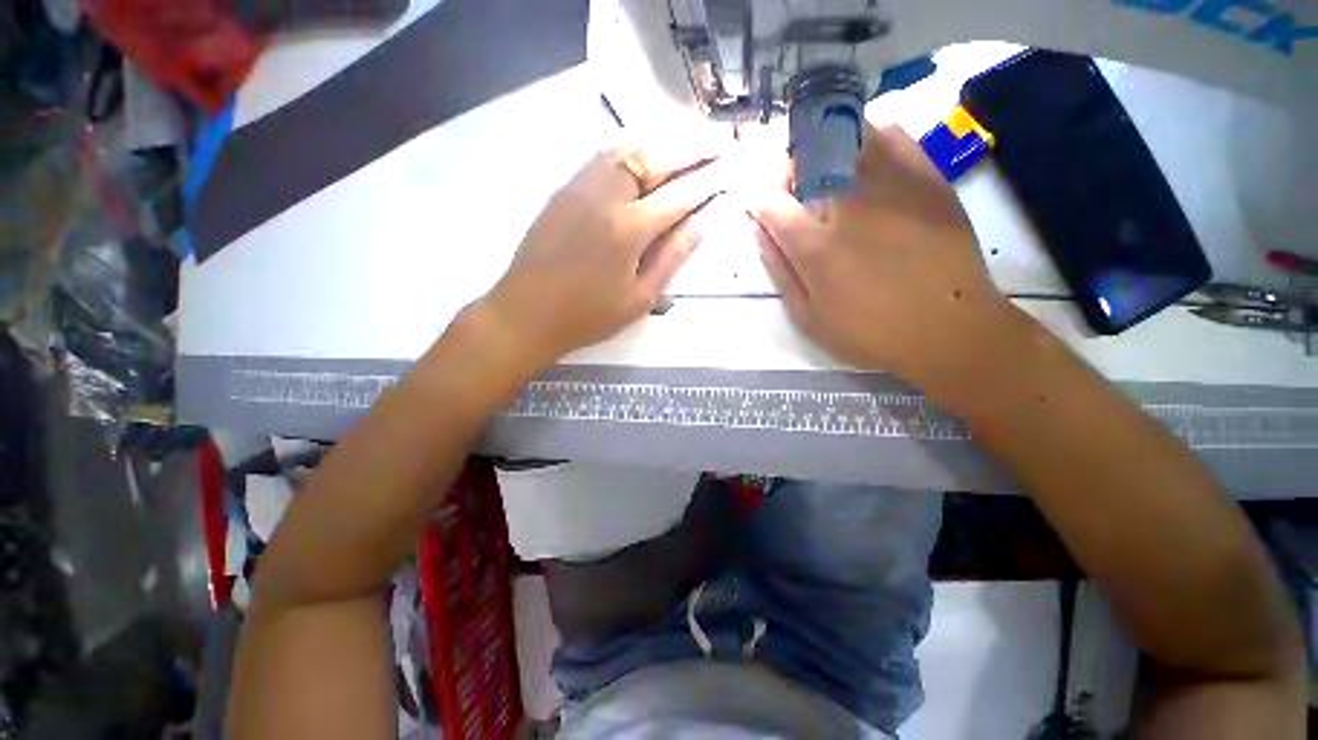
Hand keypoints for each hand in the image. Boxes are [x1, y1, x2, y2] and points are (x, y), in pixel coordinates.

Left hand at [482, 144, 724, 367]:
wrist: (526, 313)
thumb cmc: (588, 316)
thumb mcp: (639, 298)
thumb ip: (672, 258)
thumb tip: (701, 224)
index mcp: (628, 230)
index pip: (678, 196)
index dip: (708, 182)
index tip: (731, 170)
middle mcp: (605, 196)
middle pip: (655, 157)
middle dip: (692, 148)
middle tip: (718, 145)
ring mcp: (580, 187)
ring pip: (628, 148)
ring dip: (662, 142)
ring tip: (687, 144)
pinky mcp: (564, 188)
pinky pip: (604, 157)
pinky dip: (632, 149)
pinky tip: (644, 155)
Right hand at [749, 124, 1024, 393]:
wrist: (949, 329)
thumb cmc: (870, 333)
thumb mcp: (809, 318)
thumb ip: (780, 272)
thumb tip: (762, 233)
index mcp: (815, 246)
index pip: (771, 202)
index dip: (763, 203)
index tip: (770, 213)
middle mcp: (849, 205)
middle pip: (805, 160)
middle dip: (792, 173)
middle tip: (799, 195)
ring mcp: (891, 185)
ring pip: (846, 138)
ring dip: (828, 153)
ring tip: (833, 178)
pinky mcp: (927, 178)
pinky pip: (893, 136)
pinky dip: (871, 142)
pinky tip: (869, 167)